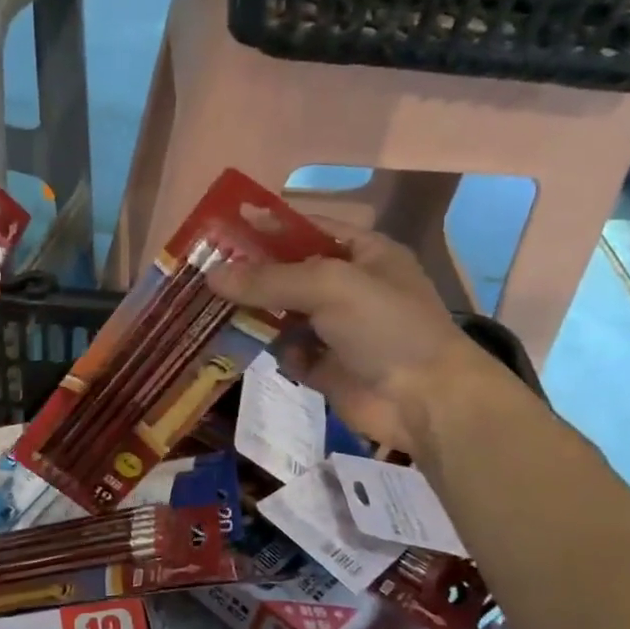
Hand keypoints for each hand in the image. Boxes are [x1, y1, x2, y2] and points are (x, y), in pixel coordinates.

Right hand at [209, 230, 497, 453]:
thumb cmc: (386, 327)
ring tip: (209, 308)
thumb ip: (269, 279)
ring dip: (253, 312)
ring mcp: (337, 330)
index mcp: (363, 254)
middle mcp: (349, 288)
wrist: (425, 401)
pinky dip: (271, 349)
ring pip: (283, 313)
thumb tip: (211, 275)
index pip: (307, 230)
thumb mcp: (329, 287)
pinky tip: (246, 346)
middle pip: (289, 273)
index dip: (267, 227)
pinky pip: (287, 350)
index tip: (222, 228)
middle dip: (251, 273)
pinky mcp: (325, 367)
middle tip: (204, 272)